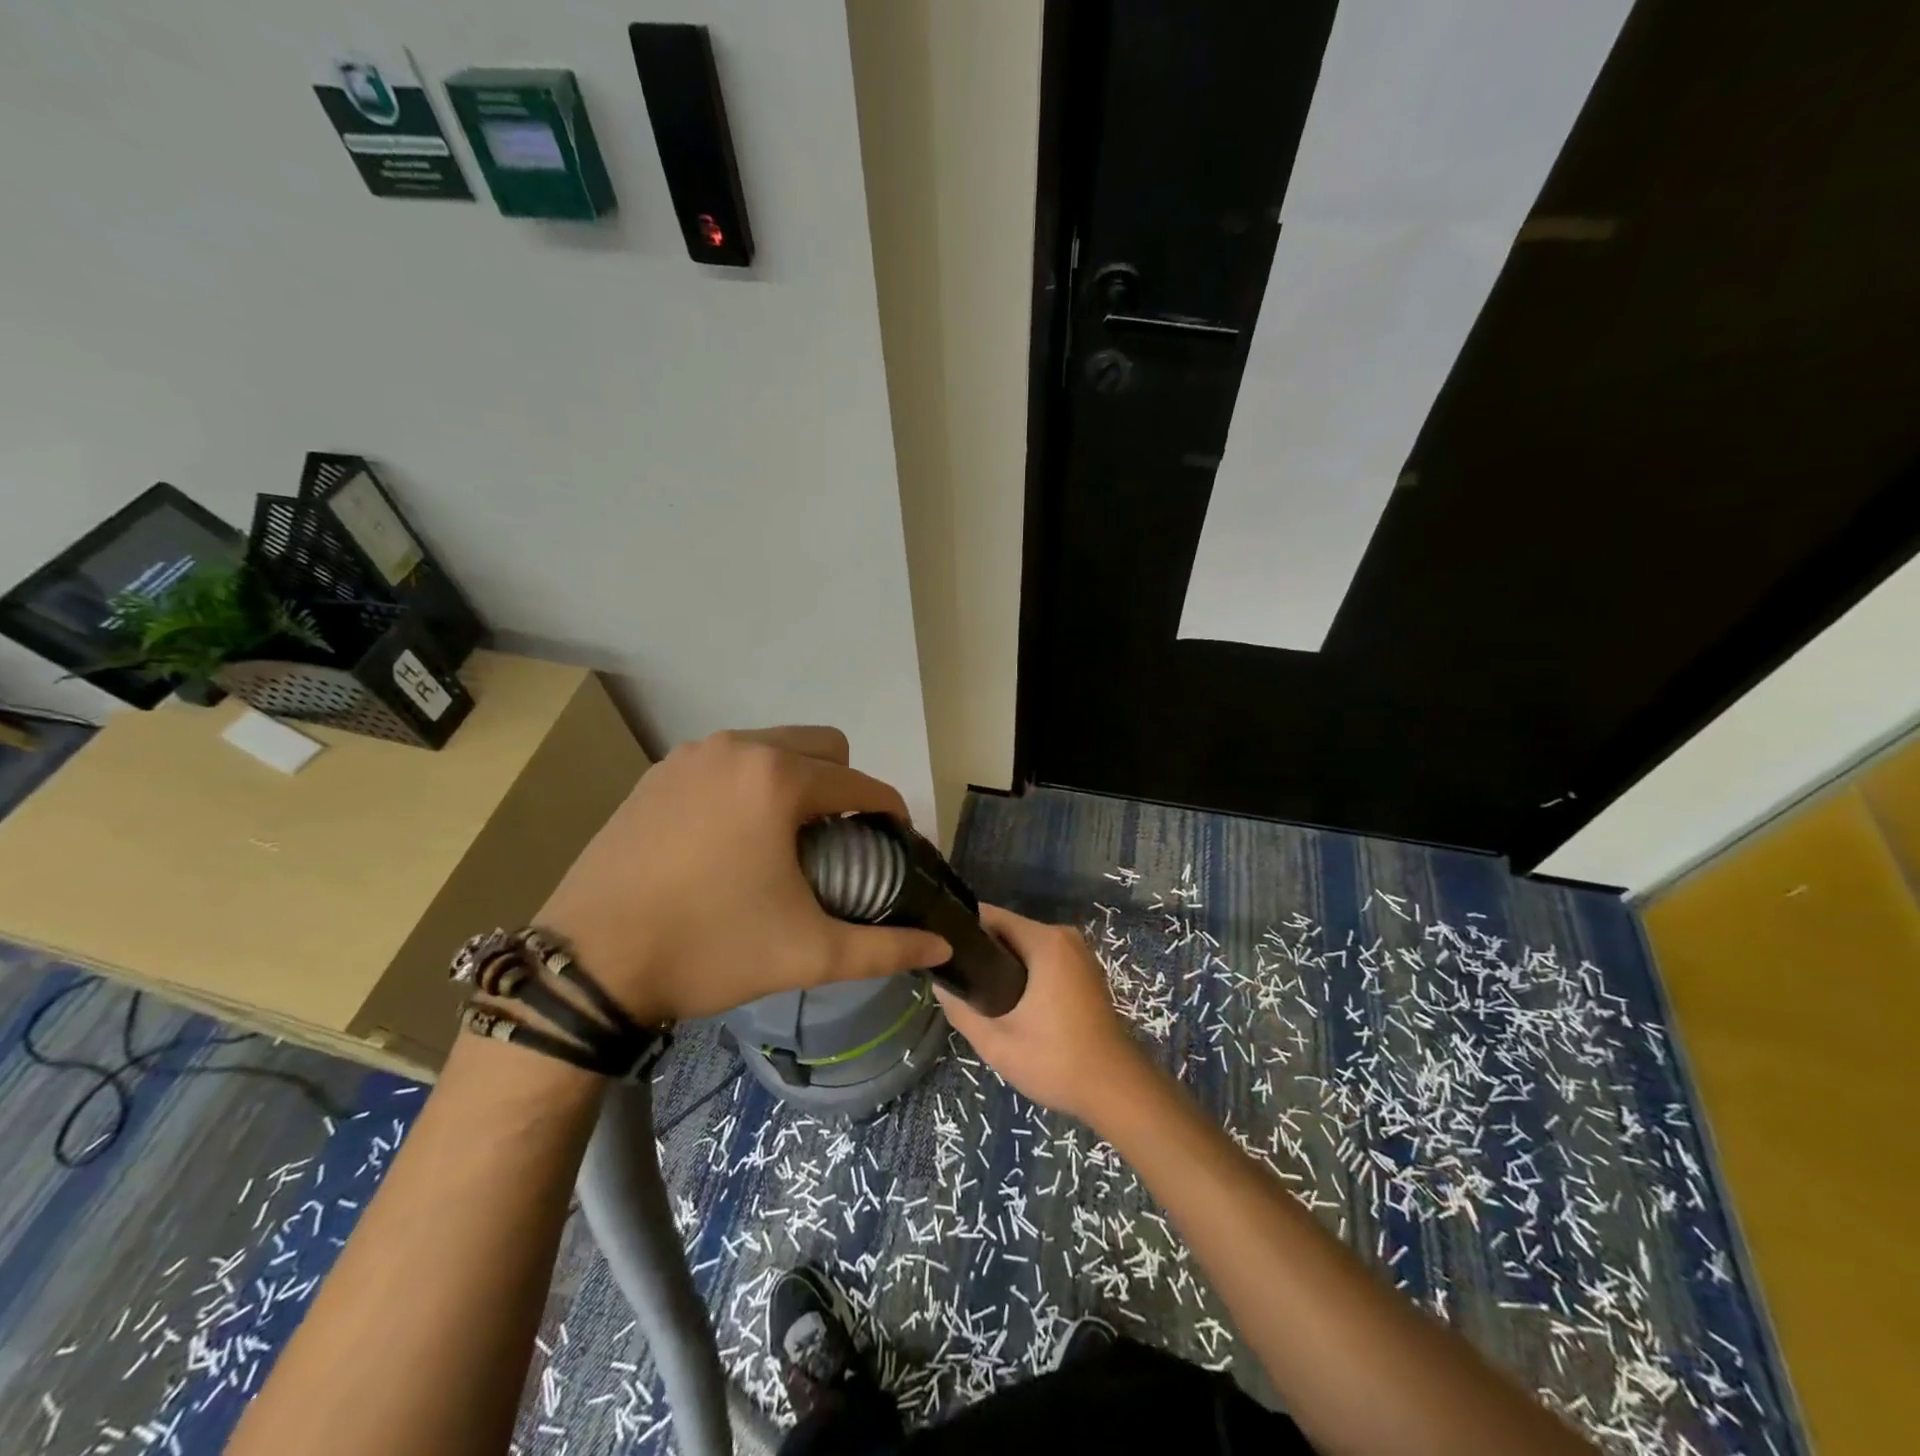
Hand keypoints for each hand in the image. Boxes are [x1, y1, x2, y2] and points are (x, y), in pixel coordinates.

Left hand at [537, 727, 950, 1025]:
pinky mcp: (655, 777)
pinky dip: (745, 787)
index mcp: (778, 778)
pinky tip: (729, 840)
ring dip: (792, 782)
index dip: (889, 812)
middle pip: (820, 746)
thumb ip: (885, 948)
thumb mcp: (807, 953)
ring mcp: (688, 758)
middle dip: (842, 785)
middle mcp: (736, 749)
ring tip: (784, 841)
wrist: (587, 966)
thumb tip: (940, 948)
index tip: (894, 844)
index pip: (860, 782)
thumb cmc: (708, 950)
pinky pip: (724, 764)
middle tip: (837, 842)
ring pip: (769, 749)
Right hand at [933, 904, 1155, 1125]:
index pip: (991, 916)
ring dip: (1001, 963)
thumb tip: (939, 984)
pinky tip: (1006, 999)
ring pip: (1025, 946)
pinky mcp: (1084, 971)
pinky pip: (1042, 958)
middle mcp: (1064, 937)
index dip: (961, 929)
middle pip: (1008, 929)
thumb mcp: (997, 1042)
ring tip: (973, 990)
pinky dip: (1022, 972)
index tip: (939, 949)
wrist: (1116, 1090)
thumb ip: (961, 1009)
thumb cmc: (1056, 1061)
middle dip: (980, 950)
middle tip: (954, 978)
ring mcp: (1078, 953)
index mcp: (1045, 941)